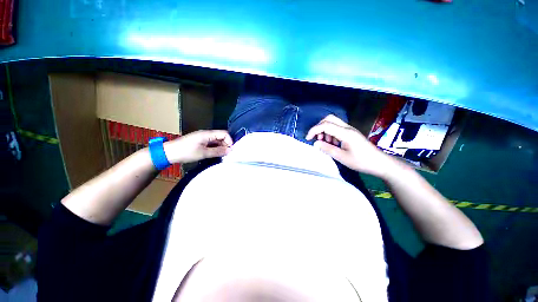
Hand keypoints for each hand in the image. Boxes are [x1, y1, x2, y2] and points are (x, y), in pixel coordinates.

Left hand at [163, 130, 232, 163]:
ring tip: (221, 156)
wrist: (169, 153)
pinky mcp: (200, 141)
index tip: (230, 150)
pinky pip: (212, 143)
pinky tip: (214, 154)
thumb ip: (218, 151)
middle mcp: (206, 134)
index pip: (224, 134)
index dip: (229, 141)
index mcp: (207, 134)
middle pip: (221, 137)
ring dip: (220, 147)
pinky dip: (215, 148)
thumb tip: (230, 150)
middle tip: (226, 154)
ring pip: (217, 141)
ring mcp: (203, 137)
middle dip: (226, 145)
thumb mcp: (203, 153)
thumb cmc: (186, 152)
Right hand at [306, 115, 398, 177]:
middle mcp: (347, 128)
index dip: (314, 130)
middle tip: (316, 139)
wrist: (380, 163)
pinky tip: (333, 144)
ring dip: (325, 131)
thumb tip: (315, 143)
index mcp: (345, 133)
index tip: (307, 139)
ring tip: (325, 143)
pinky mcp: (350, 133)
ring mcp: (349, 129)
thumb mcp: (342, 157)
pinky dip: (330, 134)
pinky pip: (337, 128)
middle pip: (329, 119)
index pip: (325, 125)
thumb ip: (327, 149)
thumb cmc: (361, 161)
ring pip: (332, 123)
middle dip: (319, 127)